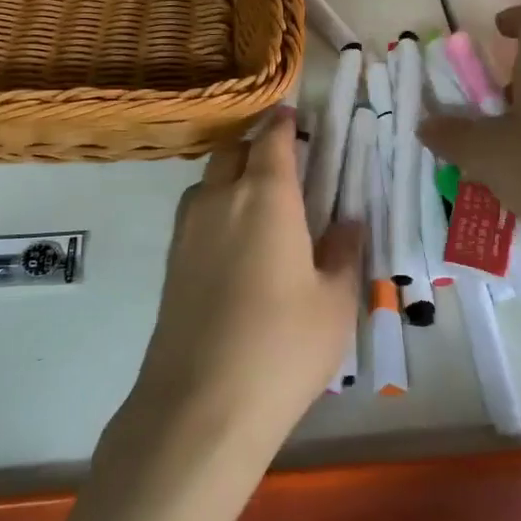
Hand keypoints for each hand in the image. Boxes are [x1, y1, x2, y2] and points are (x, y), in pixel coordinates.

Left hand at [125, 111, 361, 460]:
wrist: (201, 404)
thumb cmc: (283, 346)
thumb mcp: (334, 301)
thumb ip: (343, 252)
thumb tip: (349, 223)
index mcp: (265, 195)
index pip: (272, 138)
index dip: (283, 121)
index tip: (294, 116)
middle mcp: (220, 197)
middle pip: (232, 149)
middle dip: (255, 145)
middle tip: (284, 163)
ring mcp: (188, 228)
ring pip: (209, 179)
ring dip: (233, 175)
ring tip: (261, 203)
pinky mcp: (172, 259)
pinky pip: (196, 211)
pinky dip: (216, 206)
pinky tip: (236, 241)